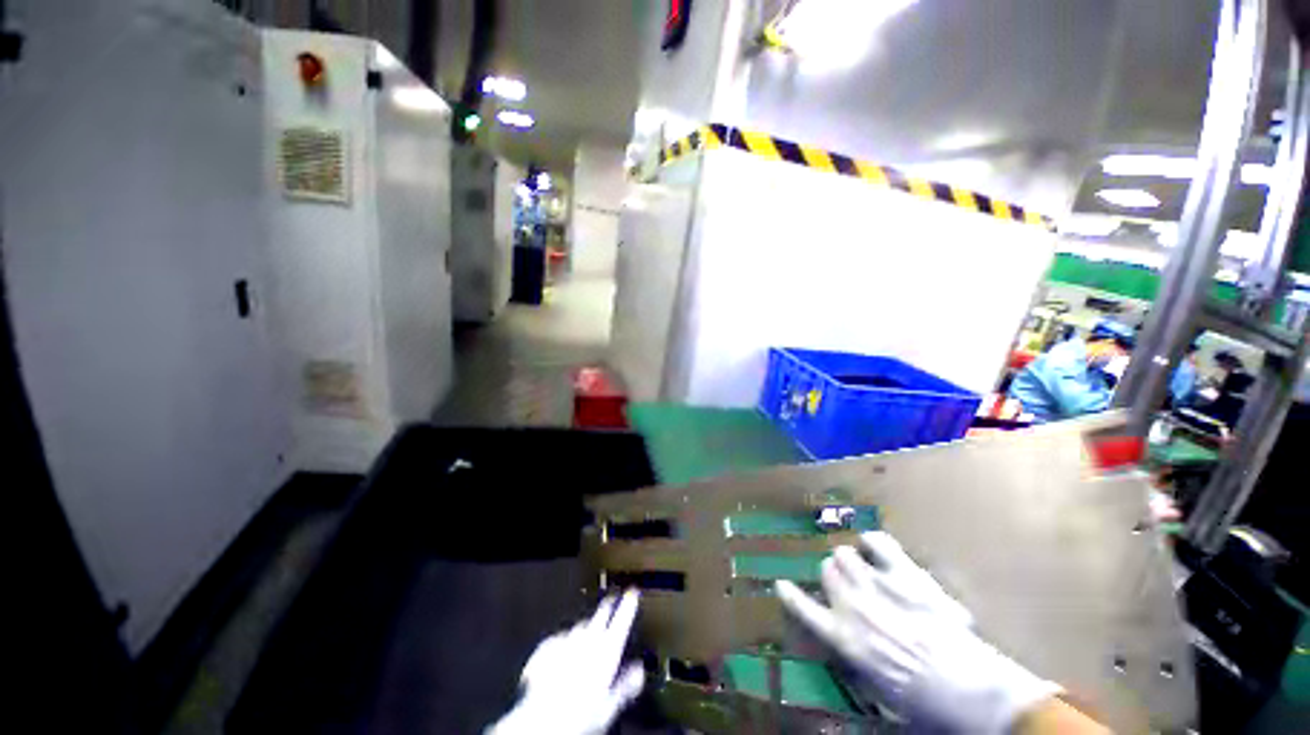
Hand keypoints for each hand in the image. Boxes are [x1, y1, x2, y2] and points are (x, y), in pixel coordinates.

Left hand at [487, 591, 645, 734]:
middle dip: (607, 606)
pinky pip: (557, 638)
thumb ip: (626, 685)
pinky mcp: (545, 650)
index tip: (632, 593)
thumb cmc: (577, 717)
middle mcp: (586, 642)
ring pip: (579, 627)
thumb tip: (638, 672)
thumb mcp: (609, 706)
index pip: (622, 620)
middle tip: (611, 600)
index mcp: (605, 652)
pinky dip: (562, 641)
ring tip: (588, 630)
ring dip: (585, 627)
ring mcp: (565, 643)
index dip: (628, 605)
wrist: (540, 721)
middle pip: (600, 615)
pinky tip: (560, 648)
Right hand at [776, 532, 1059, 733]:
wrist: (967, 689)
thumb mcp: (877, 693)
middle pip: (827, 570)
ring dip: (850, 560)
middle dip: (833, 575)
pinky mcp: (904, 574)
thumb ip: (854, 664)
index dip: (790, 595)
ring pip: (845, 554)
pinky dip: (874, 542)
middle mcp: (852, 605)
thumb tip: (841, 659)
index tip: (781, 584)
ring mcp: (877, 585)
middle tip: (845, 585)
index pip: (804, 609)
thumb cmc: (921, 702)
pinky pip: (879, 543)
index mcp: (843, 637)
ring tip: (860, 567)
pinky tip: (874, 547)